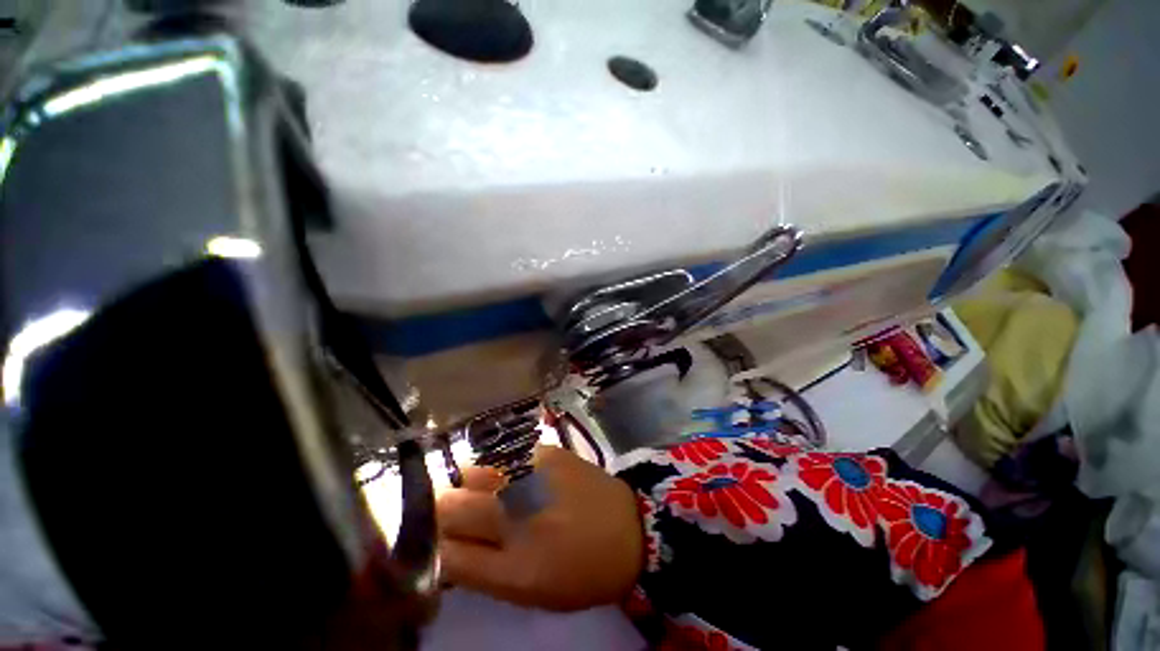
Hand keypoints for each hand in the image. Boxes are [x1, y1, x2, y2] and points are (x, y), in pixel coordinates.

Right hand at [436, 445, 642, 610]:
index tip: (440, 541)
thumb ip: (480, 570)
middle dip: (445, 512)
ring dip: (471, 487)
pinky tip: (515, 478)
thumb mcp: (528, 590)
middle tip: (464, 517)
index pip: (445, 552)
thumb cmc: (579, 570)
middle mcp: (516, 516)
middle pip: (448, 505)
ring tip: (492, 495)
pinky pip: (502, 456)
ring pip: (471, 473)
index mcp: (512, 567)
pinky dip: (498, 469)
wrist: (628, 528)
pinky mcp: (545, 451)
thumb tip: (444, 547)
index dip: (435, 546)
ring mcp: (530, 476)